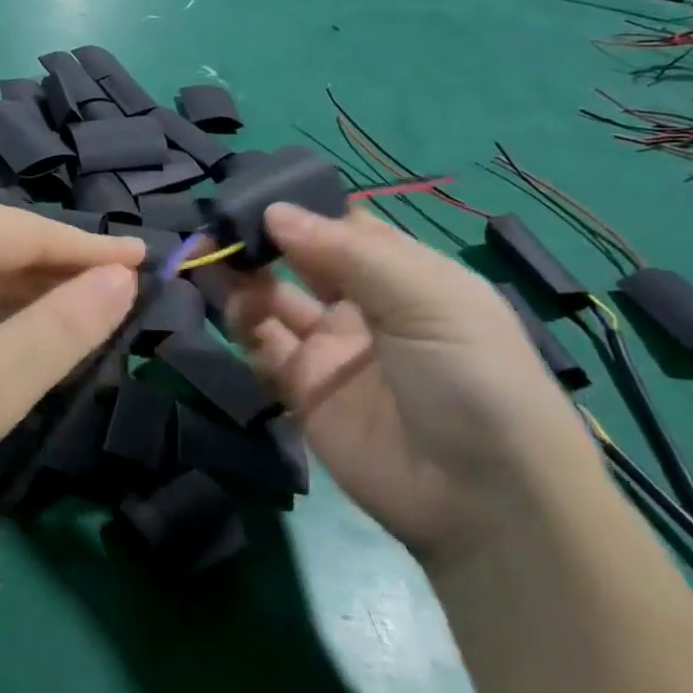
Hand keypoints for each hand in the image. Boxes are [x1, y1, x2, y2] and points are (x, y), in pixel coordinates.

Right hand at [225, 205, 597, 568]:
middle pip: (300, 260)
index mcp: (405, 276)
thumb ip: (344, 251)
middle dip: (261, 241)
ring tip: (210, 263)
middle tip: (216, 228)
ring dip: (242, 279)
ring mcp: (330, 350)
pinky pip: (262, 347)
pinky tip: (233, 311)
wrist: (481, 499)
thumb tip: (274, 211)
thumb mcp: (425, 297)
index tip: (254, 194)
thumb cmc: (469, 375)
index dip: (302, 210)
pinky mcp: (302, 390)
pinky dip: (241, 325)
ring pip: (272, 300)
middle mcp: (364, 307)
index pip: (343, 228)